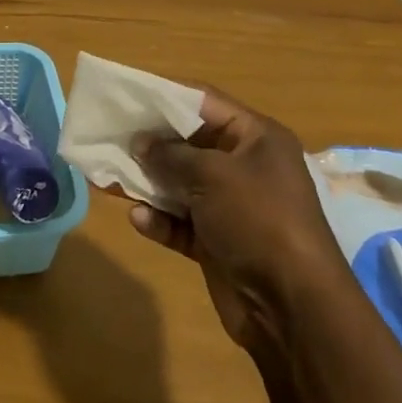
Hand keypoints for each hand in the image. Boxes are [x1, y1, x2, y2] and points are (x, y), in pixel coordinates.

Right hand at [129, 89, 347, 355]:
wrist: (293, 307)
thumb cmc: (258, 219)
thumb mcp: (213, 175)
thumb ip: (172, 154)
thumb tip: (140, 142)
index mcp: (256, 138)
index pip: (205, 102)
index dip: (166, 96)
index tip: (127, 94)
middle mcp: (245, 167)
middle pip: (189, 143)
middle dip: (151, 141)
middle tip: (110, 135)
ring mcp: (231, 207)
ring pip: (181, 184)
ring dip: (148, 182)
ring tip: (108, 175)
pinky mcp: (218, 243)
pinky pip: (181, 223)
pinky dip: (160, 220)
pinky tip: (138, 219)